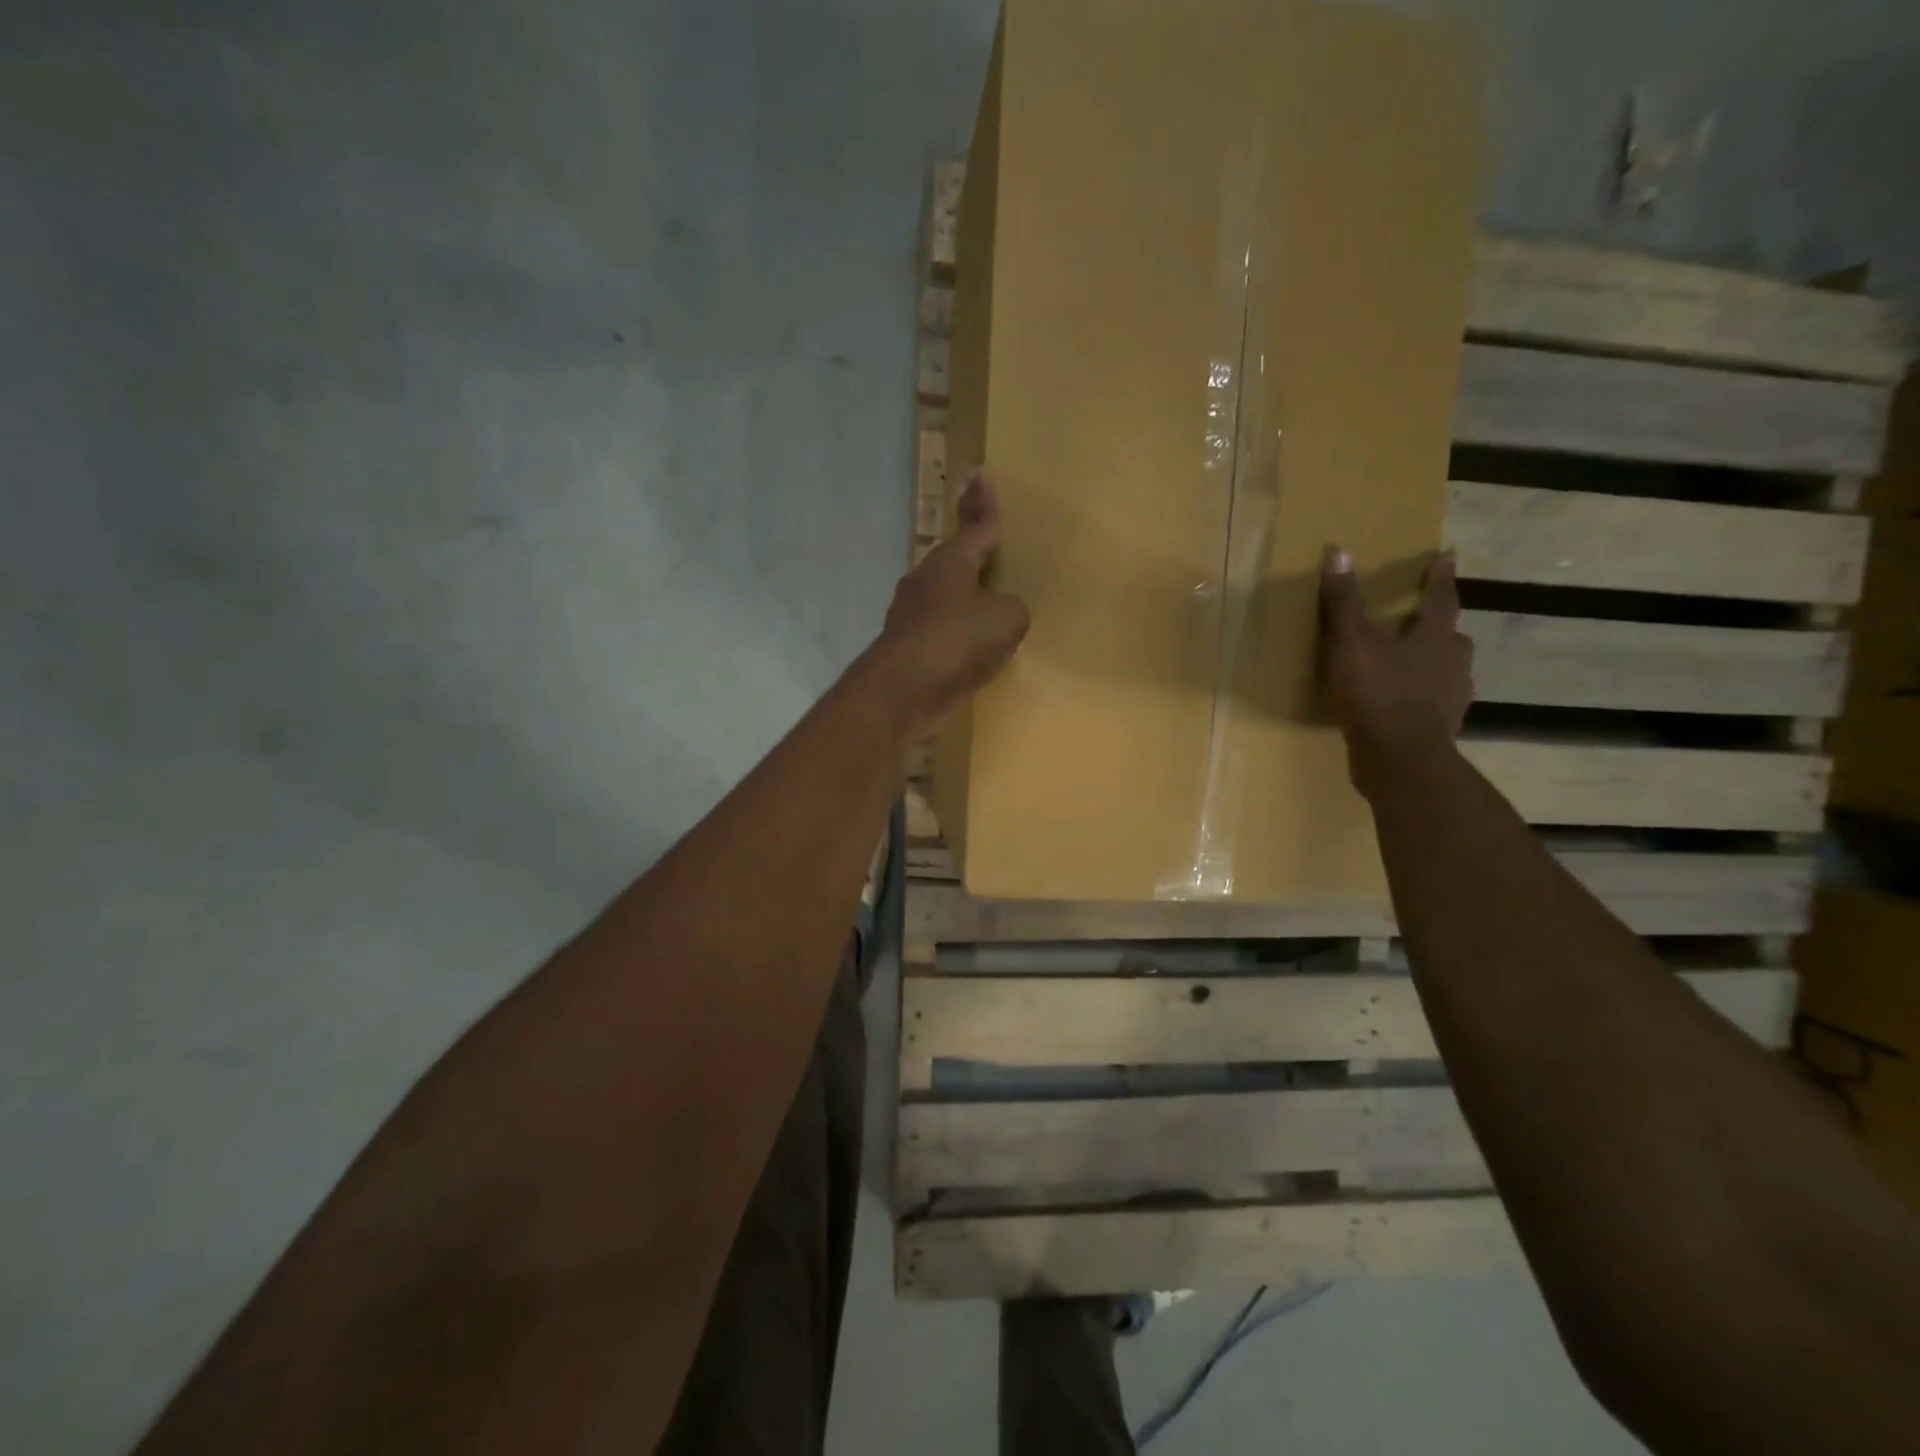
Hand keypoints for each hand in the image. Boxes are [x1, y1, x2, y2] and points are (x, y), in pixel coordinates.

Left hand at [870, 473, 1029, 734]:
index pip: (975, 527)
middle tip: (988, 555)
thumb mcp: (1007, 618)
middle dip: (971, 559)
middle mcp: (924, 581)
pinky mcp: (904, 648)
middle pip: (954, 563)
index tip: (978, 475)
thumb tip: (1000, 614)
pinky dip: (955, 640)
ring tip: (985, 614)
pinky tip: (969, 655)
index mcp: (951, 562)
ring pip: (943, 600)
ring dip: (962, 604)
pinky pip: (939, 635)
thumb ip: (1011, 609)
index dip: (983, 505)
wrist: (903, 688)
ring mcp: (908, 616)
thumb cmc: (958, 639)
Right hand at [1319, 546, 1473, 792]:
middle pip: (1450, 636)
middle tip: (1420, 618)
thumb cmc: (1378, 694)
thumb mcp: (1351, 644)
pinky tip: (1400, 703)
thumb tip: (1339, 552)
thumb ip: (1344, 602)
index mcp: (1435, 637)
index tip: (1446, 554)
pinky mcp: (1439, 727)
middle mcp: (1452, 663)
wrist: (1400, 760)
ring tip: (1408, 663)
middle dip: (1437, 625)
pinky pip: (1432, 703)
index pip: (1440, 597)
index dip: (1439, 575)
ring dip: (1430, 663)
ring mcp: (1450, 698)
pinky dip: (1419, 697)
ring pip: (1446, 671)